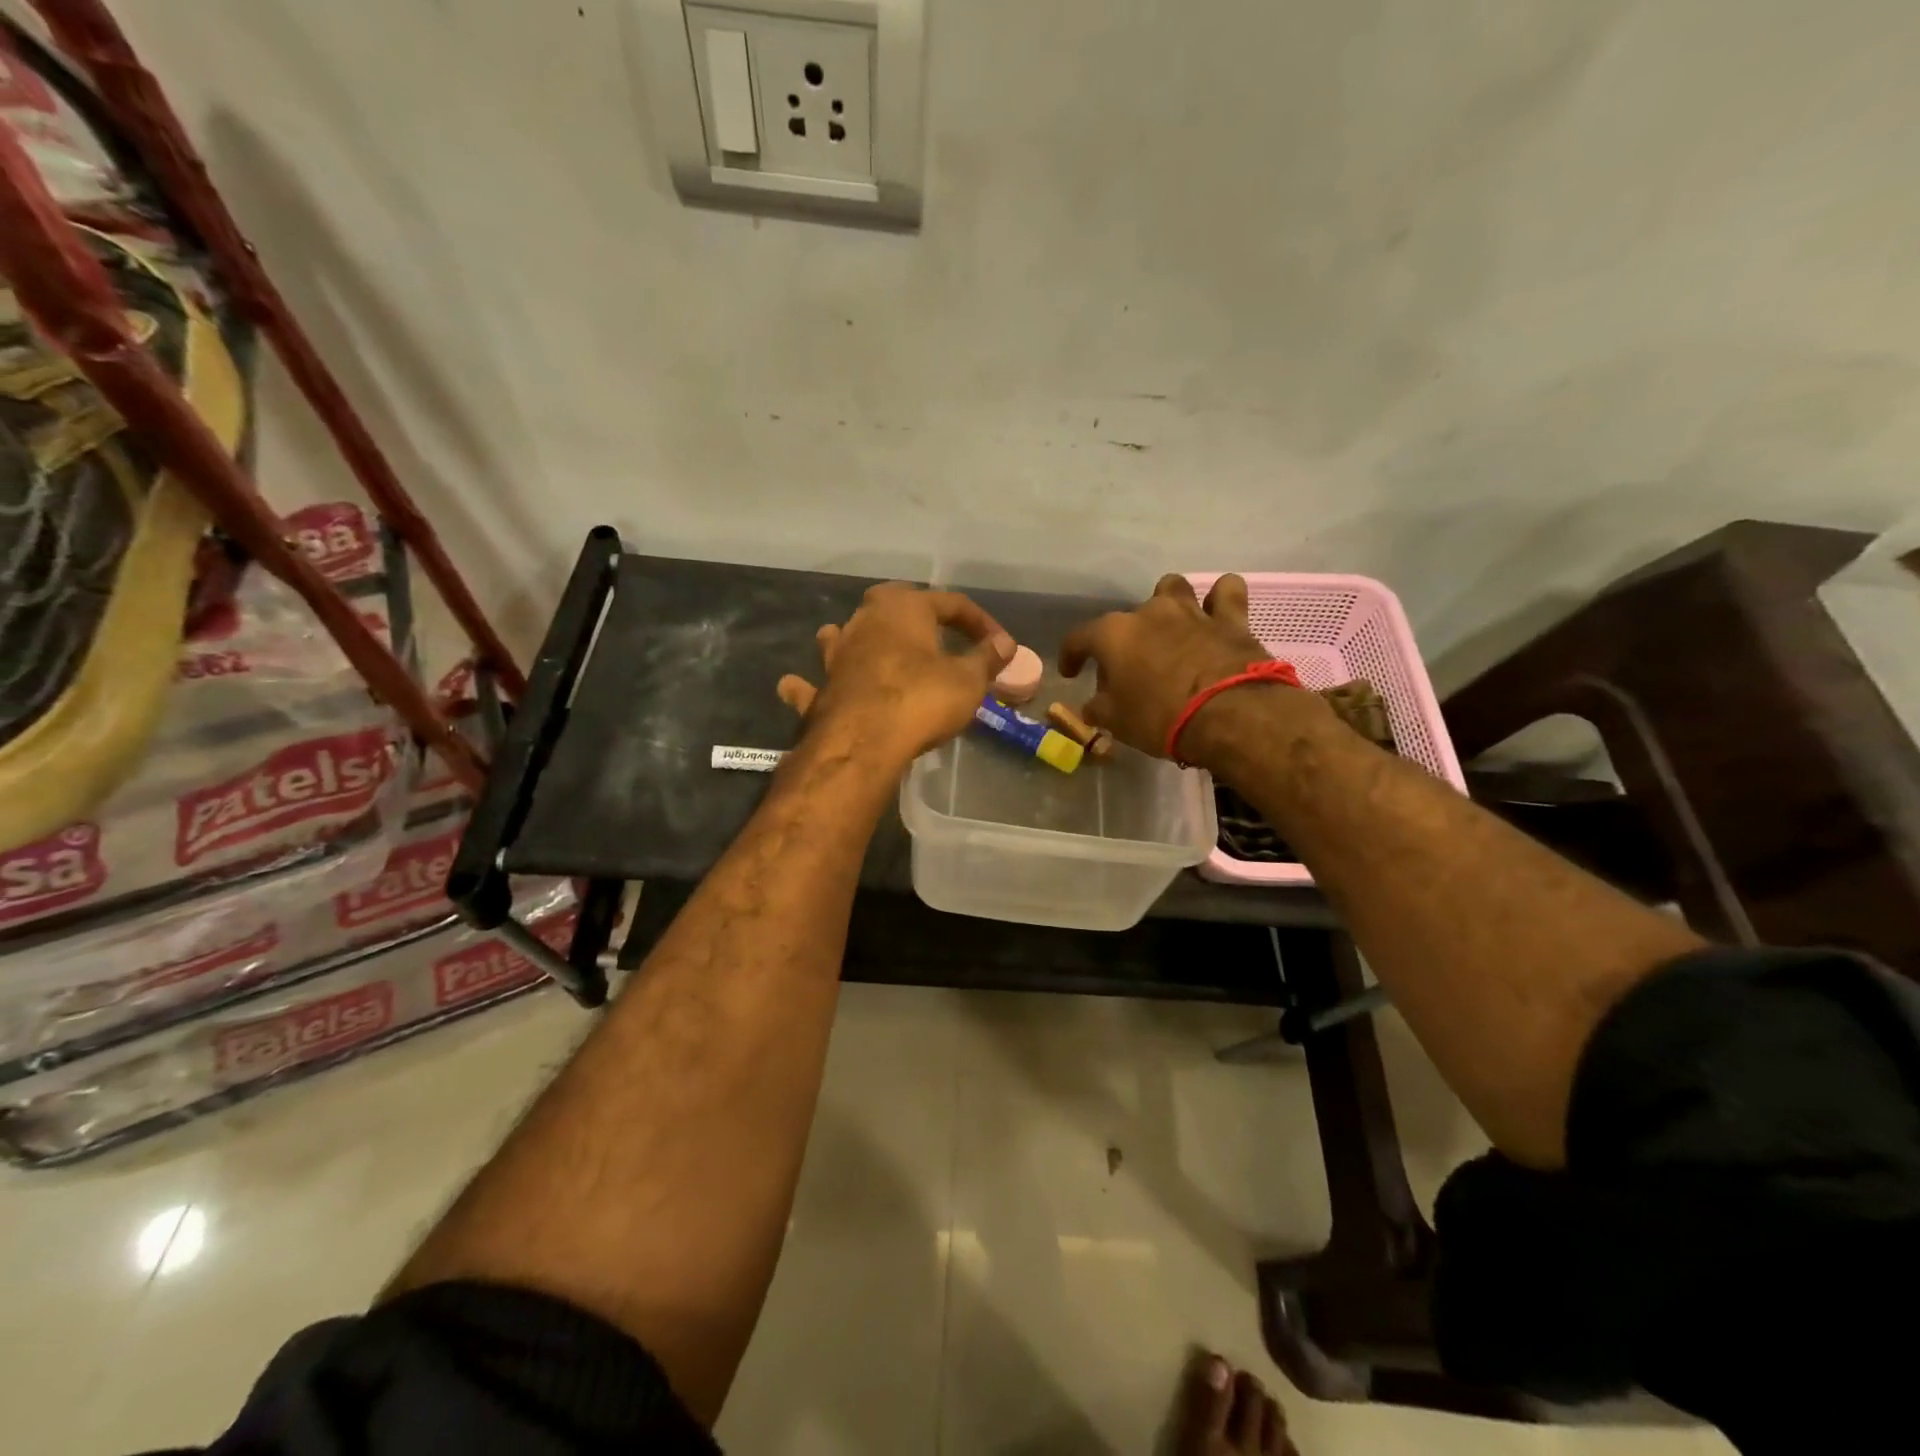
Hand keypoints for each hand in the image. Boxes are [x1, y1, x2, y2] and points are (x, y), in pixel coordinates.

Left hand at [776, 584, 1013, 767]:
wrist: (862, 741)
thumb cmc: (921, 700)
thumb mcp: (968, 681)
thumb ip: (986, 658)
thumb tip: (1005, 643)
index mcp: (905, 609)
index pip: (951, 603)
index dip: (980, 622)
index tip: (1000, 645)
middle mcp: (864, 621)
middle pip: (890, 602)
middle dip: (913, 612)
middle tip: (933, 630)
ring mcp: (836, 654)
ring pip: (842, 634)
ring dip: (856, 638)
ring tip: (868, 647)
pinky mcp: (819, 690)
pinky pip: (812, 683)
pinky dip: (809, 685)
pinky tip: (799, 687)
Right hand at [1059, 573, 1325, 764]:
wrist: (1230, 716)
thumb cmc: (1160, 718)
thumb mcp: (1117, 722)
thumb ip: (1099, 708)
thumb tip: (1092, 706)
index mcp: (1113, 634)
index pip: (1079, 638)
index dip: (1071, 655)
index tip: (1071, 673)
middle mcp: (1149, 612)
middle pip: (1128, 618)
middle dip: (1125, 639)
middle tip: (1130, 668)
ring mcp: (1191, 611)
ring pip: (1173, 588)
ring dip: (1167, 604)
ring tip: (1169, 628)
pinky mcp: (1230, 618)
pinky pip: (1225, 592)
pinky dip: (1220, 599)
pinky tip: (1216, 612)